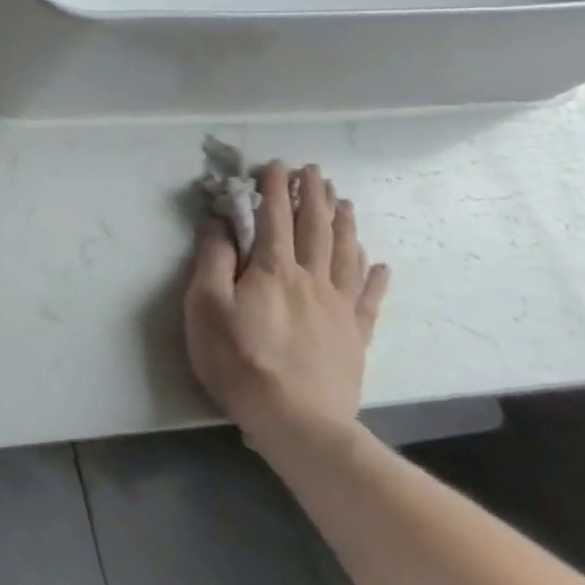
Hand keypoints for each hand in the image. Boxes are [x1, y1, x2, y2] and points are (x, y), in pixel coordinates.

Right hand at [183, 161, 388, 451]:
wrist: (296, 420)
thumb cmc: (238, 359)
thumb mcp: (206, 305)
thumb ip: (213, 259)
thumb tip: (219, 221)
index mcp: (273, 269)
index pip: (275, 217)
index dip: (274, 189)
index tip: (274, 165)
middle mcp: (311, 279)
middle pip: (316, 228)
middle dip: (313, 196)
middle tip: (314, 171)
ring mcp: (338, 307)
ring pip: (345, 254)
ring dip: (344, 224)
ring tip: (344, 201)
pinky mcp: (355, 335)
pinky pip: (368, 297)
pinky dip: (374, 276)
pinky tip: (379, 263)